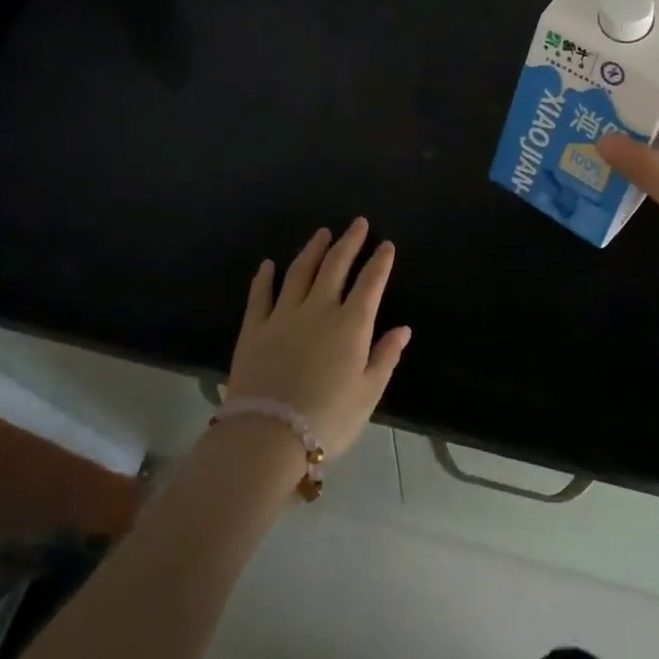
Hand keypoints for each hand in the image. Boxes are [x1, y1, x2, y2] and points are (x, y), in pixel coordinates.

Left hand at [226, 219, 410, 457]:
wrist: (268, 435)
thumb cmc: (328, 418)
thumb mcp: (368, 393)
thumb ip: (385, 357)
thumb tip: (403, 329)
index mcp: (351, 324)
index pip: (370, 283)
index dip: (380, 262)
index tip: (386, 245)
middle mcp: (319, 309)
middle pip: (336, 266)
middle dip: (349, 242)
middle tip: (358, 222)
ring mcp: (284, 314)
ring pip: (300, 271)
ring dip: (313, 249)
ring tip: (323, 233)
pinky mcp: (255, 327)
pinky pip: (261, 294)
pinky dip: (265, 277)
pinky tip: (268, 264)